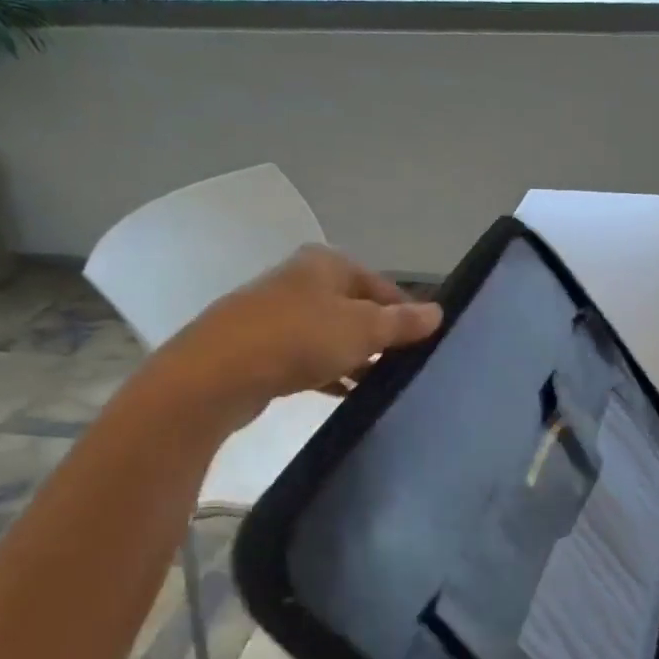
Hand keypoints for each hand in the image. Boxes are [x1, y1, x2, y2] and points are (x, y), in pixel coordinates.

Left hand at [146, 245, 441, 435]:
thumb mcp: (363, 329)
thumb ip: (402, 322)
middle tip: (406, 367)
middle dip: (381, 337)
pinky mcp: (262, 347)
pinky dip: (330, 372)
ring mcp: (277, 313)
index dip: (406, 313)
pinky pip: (308, 357)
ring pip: (332, 334)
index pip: (382, 285)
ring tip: (381, 385)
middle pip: (356, 308)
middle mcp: (301, 280)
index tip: (426, 344)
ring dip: (356, 357)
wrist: (219, 373)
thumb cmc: (300, 338)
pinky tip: (345, 394)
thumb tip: (438, 312)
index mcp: (326, 264)